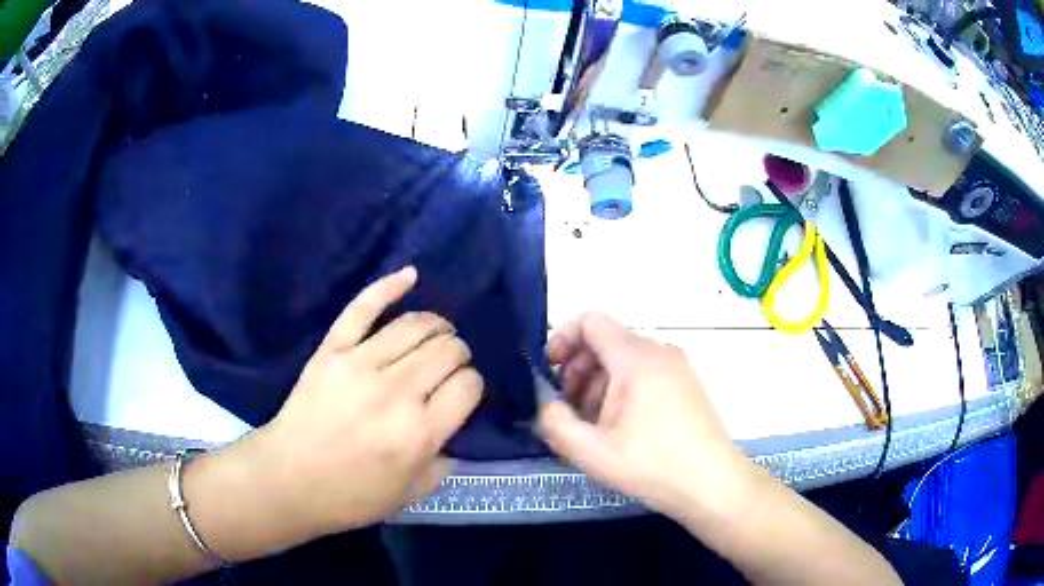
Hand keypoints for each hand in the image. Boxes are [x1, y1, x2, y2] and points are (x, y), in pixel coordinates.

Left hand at [250, 267, 482, 533]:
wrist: (289, 479)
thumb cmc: (351, 495)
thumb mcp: (411, 493)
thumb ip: (443, 461)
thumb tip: (452, 429)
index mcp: (420, 432)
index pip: (468, 385)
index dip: (472, 385)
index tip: (463, 392)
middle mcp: (396, 392)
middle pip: (447, 350)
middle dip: (459, 354)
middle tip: (450, 366)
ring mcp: (360, 364)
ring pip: (415, 325)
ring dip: (437, 326)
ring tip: (438, 334)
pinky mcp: (332, 350)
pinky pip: (363, 308)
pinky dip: (389, 286)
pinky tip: (410, 275)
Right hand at [537, 312, 752, 519]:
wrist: (713, 483)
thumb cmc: (652, 465)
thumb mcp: (591, 451)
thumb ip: (555, 422)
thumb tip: (548, 403)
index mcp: (636, 358)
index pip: (590, 321)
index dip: (562, 339)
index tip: (551, 372)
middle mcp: (659, 352)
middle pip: (607, 341)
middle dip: (578, 369)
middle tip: (568, 408)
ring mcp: (677, 367)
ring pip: (625, 360)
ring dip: (598, 384)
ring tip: (593, 424)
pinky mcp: (686, 384)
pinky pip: (645, 373)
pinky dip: (623, 390)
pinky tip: (620, 427)